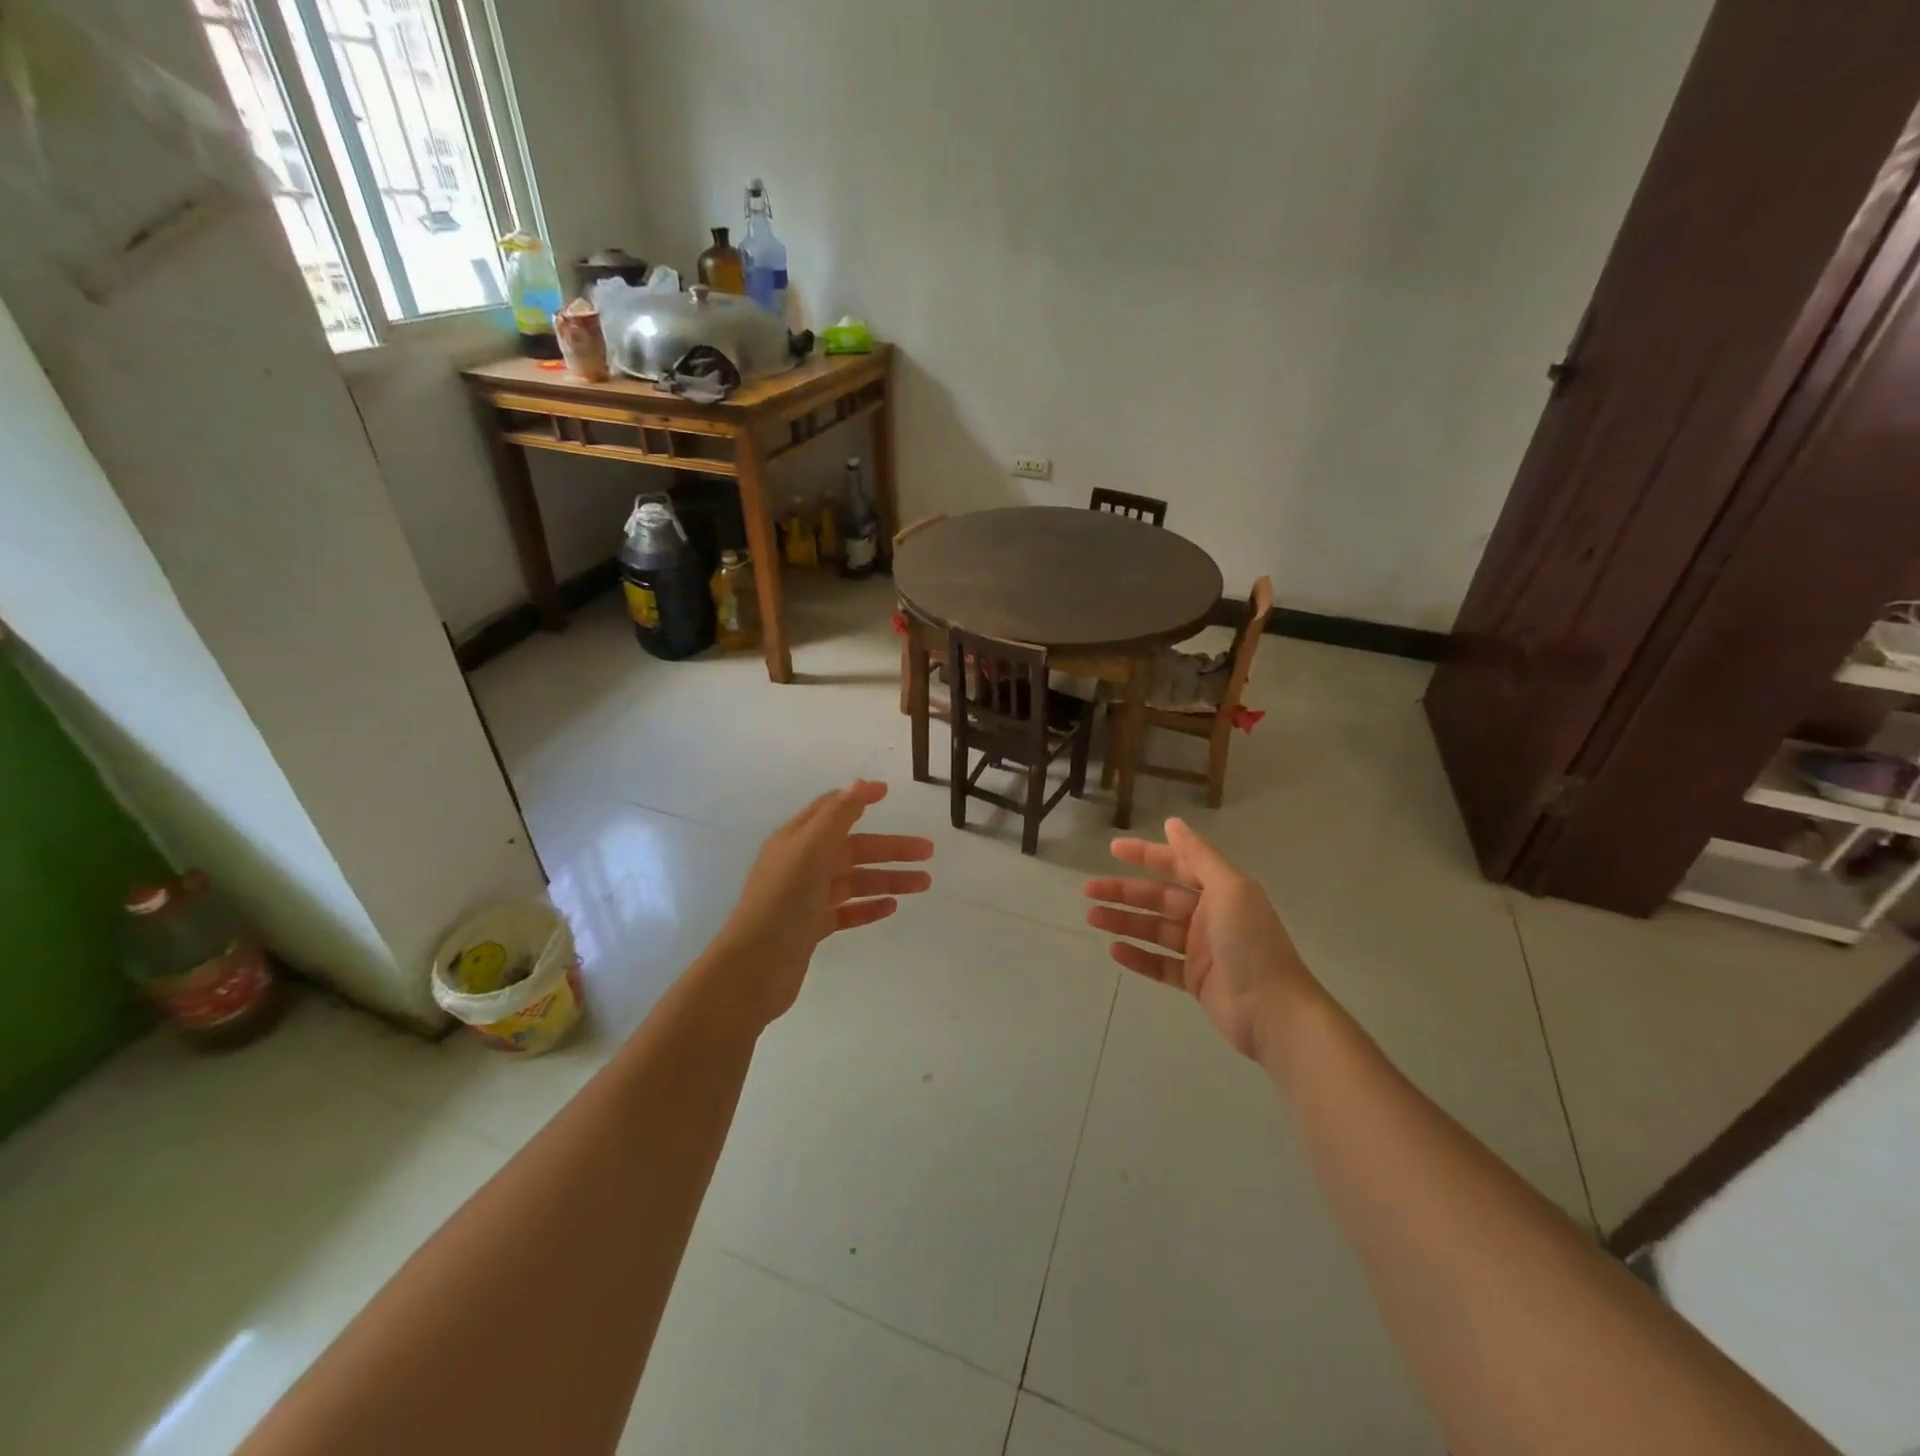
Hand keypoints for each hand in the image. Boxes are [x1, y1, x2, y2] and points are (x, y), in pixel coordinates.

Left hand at [708, 780, 932, 1027]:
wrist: (754, 967)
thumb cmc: (783, 900)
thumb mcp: (810, 849)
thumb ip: (837, 816)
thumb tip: (859, 783)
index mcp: (797, 840)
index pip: (831, 810)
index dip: (858, 799)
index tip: (887, 792)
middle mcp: (801, 865)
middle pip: (853, 848)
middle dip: (890, 848)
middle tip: (928, 852)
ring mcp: (807, 898)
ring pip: (855, 881)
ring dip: (889, 879)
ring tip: (924, 883)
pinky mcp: (811, 928)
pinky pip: (847, 911)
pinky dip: (869, 907)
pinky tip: (892, 907)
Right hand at [1085, 818, 1316, 1062]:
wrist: (1273, 1011)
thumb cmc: (1250, 943)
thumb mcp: (1229, 889)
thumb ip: (1199, 856)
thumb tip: (1173, 823)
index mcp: (1220, 891)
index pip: (1177, 865)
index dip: (1146, 855)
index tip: (1113, 849)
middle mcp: (1209, 916)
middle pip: (1159, 898)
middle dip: (1124, 892)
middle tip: (1089, 890)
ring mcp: (1201, 950)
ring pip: (1154, 930)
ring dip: (1124, 921)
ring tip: (1092, 917)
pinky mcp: (1195, 981)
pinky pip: (1159, 964)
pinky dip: (1137, 956)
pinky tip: (1114, 951)